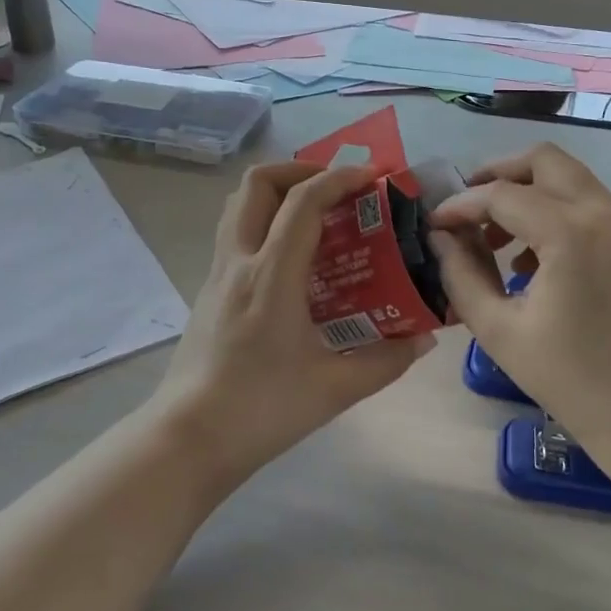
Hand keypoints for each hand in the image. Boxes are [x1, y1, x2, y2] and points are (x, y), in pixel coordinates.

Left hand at [156, 161, 432, 481]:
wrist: (187, 439)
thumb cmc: (261, 409)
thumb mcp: (334, 389)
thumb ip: (385, 361)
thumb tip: (422, 340)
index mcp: (271, 276)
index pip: (303, 202)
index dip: (339, 179)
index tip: (371, 177)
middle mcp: (239, 262)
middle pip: (257, 183)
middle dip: (300, 170)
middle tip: (336, 189)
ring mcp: (217, 274)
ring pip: (237, 204)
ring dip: (276, 192)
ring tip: (314, 213)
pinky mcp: (208, 292)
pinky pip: (234, 233)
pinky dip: (263, 222)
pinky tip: (291, 260)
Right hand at [428, 143, 610, 453]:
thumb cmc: (573, 380)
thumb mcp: (498, 331)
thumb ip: (461, 275)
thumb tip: (441, 238)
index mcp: (569, 232)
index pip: (500, 195)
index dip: (460, 205)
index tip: (434, 225)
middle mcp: (602, 212)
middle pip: (542, 160)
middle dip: (498, 176)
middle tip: (468, 210)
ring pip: (567, 177)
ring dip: (527, 193)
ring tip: (495, 239)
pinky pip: (587, 202)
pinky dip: (553, 210)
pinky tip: (531, 259)